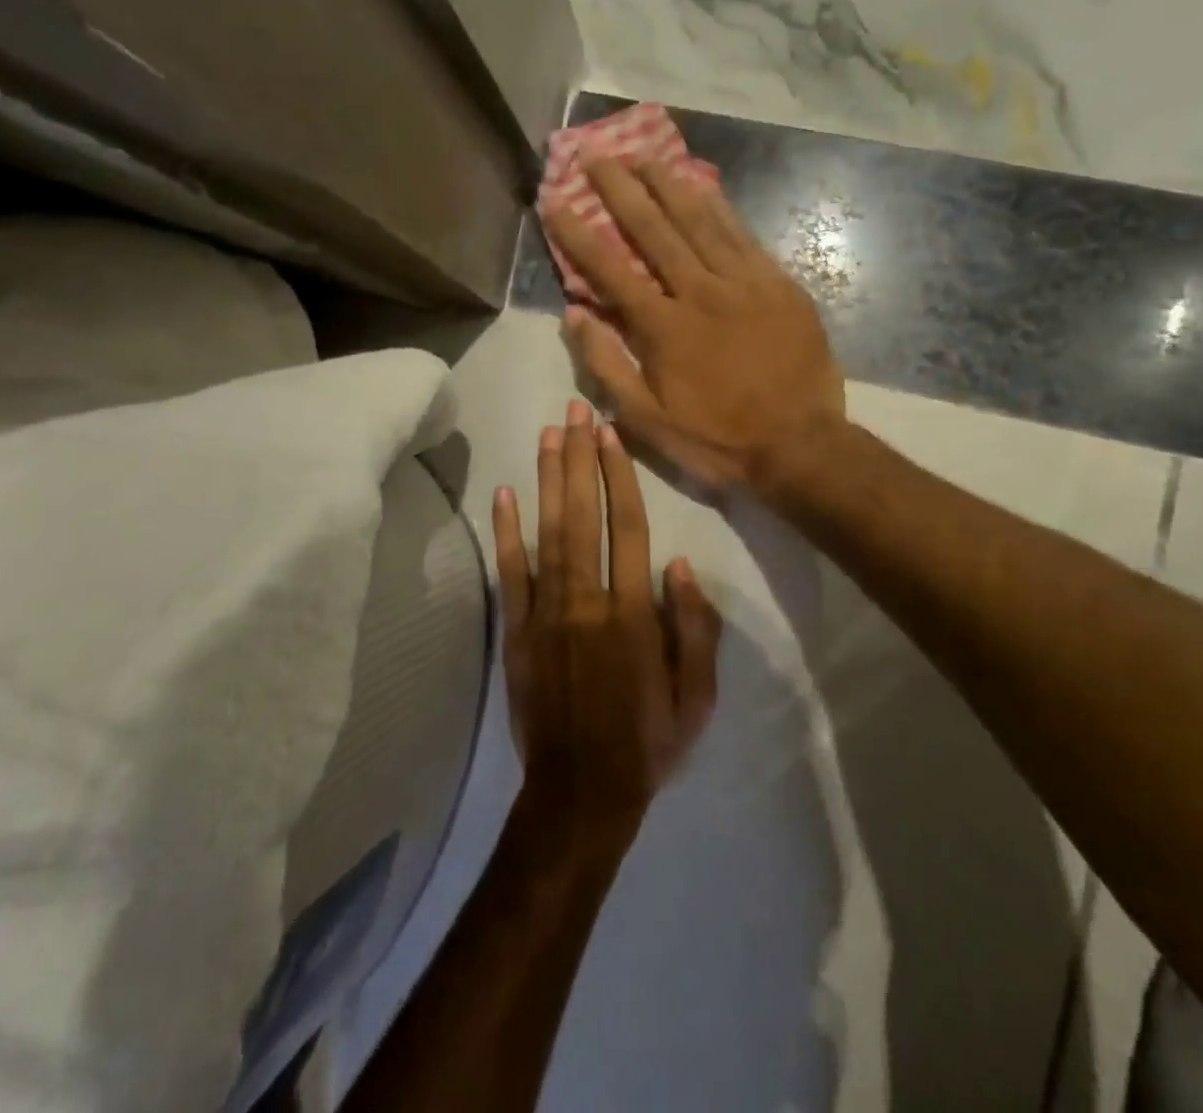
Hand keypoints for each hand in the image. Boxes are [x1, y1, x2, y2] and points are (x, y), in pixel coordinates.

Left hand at [492, 399, 721, 839]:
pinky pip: (510, 574)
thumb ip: (695, 628)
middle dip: (579, 459)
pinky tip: (505, 494)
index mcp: (634, 615)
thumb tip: (681, 566)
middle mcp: (588, 601)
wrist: (581, 792)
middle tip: (574, 410)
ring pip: (548, 533)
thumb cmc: (648, 742)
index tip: (609, 434)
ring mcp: (546, 614)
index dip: (619, 476)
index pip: (628, 528)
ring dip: (547, 480)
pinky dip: (506, 533)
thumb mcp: (698, 697)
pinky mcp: (515, 632)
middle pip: (584, 516)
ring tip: (546, 434)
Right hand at [542, 159, 845, 492]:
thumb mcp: (648, 420)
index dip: (579, 233)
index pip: (610, 269)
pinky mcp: (779, 285)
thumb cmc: (717, 438)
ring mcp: (744, 284)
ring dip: (669, 185)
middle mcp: (700, 292)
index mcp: (664, 327)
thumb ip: (607, 366)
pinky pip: (744, 236)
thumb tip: (575, 316)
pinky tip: (704, 186)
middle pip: (655, 230)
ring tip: (645, 156)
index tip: (556, 201)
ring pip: (701, 222)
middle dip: (622, 190)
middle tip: (599, 155)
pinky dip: (720, 207)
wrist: (799, 445)